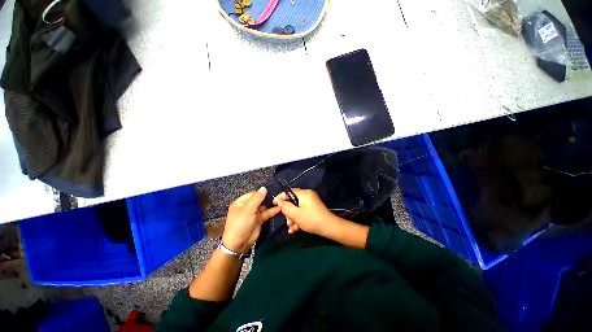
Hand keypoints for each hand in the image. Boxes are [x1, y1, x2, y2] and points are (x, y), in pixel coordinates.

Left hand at [221, 187, 280, 252]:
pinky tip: (280, 208)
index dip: (262, 193)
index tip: (271, 191)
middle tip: (279, 195)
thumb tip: (264, 188)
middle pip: (259, 200)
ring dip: (271, 204)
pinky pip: (266, 213)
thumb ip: (257, 198)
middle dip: (268, 198)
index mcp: (241, 202)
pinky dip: (272, 211)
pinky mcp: (259, 220)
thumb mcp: (248, 209)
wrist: (239, 244)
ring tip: (281, 200)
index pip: (253, 194)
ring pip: (264, 206)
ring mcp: (254, 213)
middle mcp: (247, 207)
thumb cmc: (241, 224)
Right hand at [273, 189, 335, 235]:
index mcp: (304, 193)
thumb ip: (285, 207)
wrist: (329, 227)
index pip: (289, 192)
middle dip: (289, 214)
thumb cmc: (311, 219)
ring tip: (292, 229)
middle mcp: (308, 195)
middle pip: (293, 202)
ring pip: (297, 208)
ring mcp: (311, 202)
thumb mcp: (295, 214)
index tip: (274, 204)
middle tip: (288, 223)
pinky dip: (299, 219)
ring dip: (293, 218)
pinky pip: (303, 211)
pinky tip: (296, 229)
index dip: (280, 198)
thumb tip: (280, 202)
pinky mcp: (313, 208)